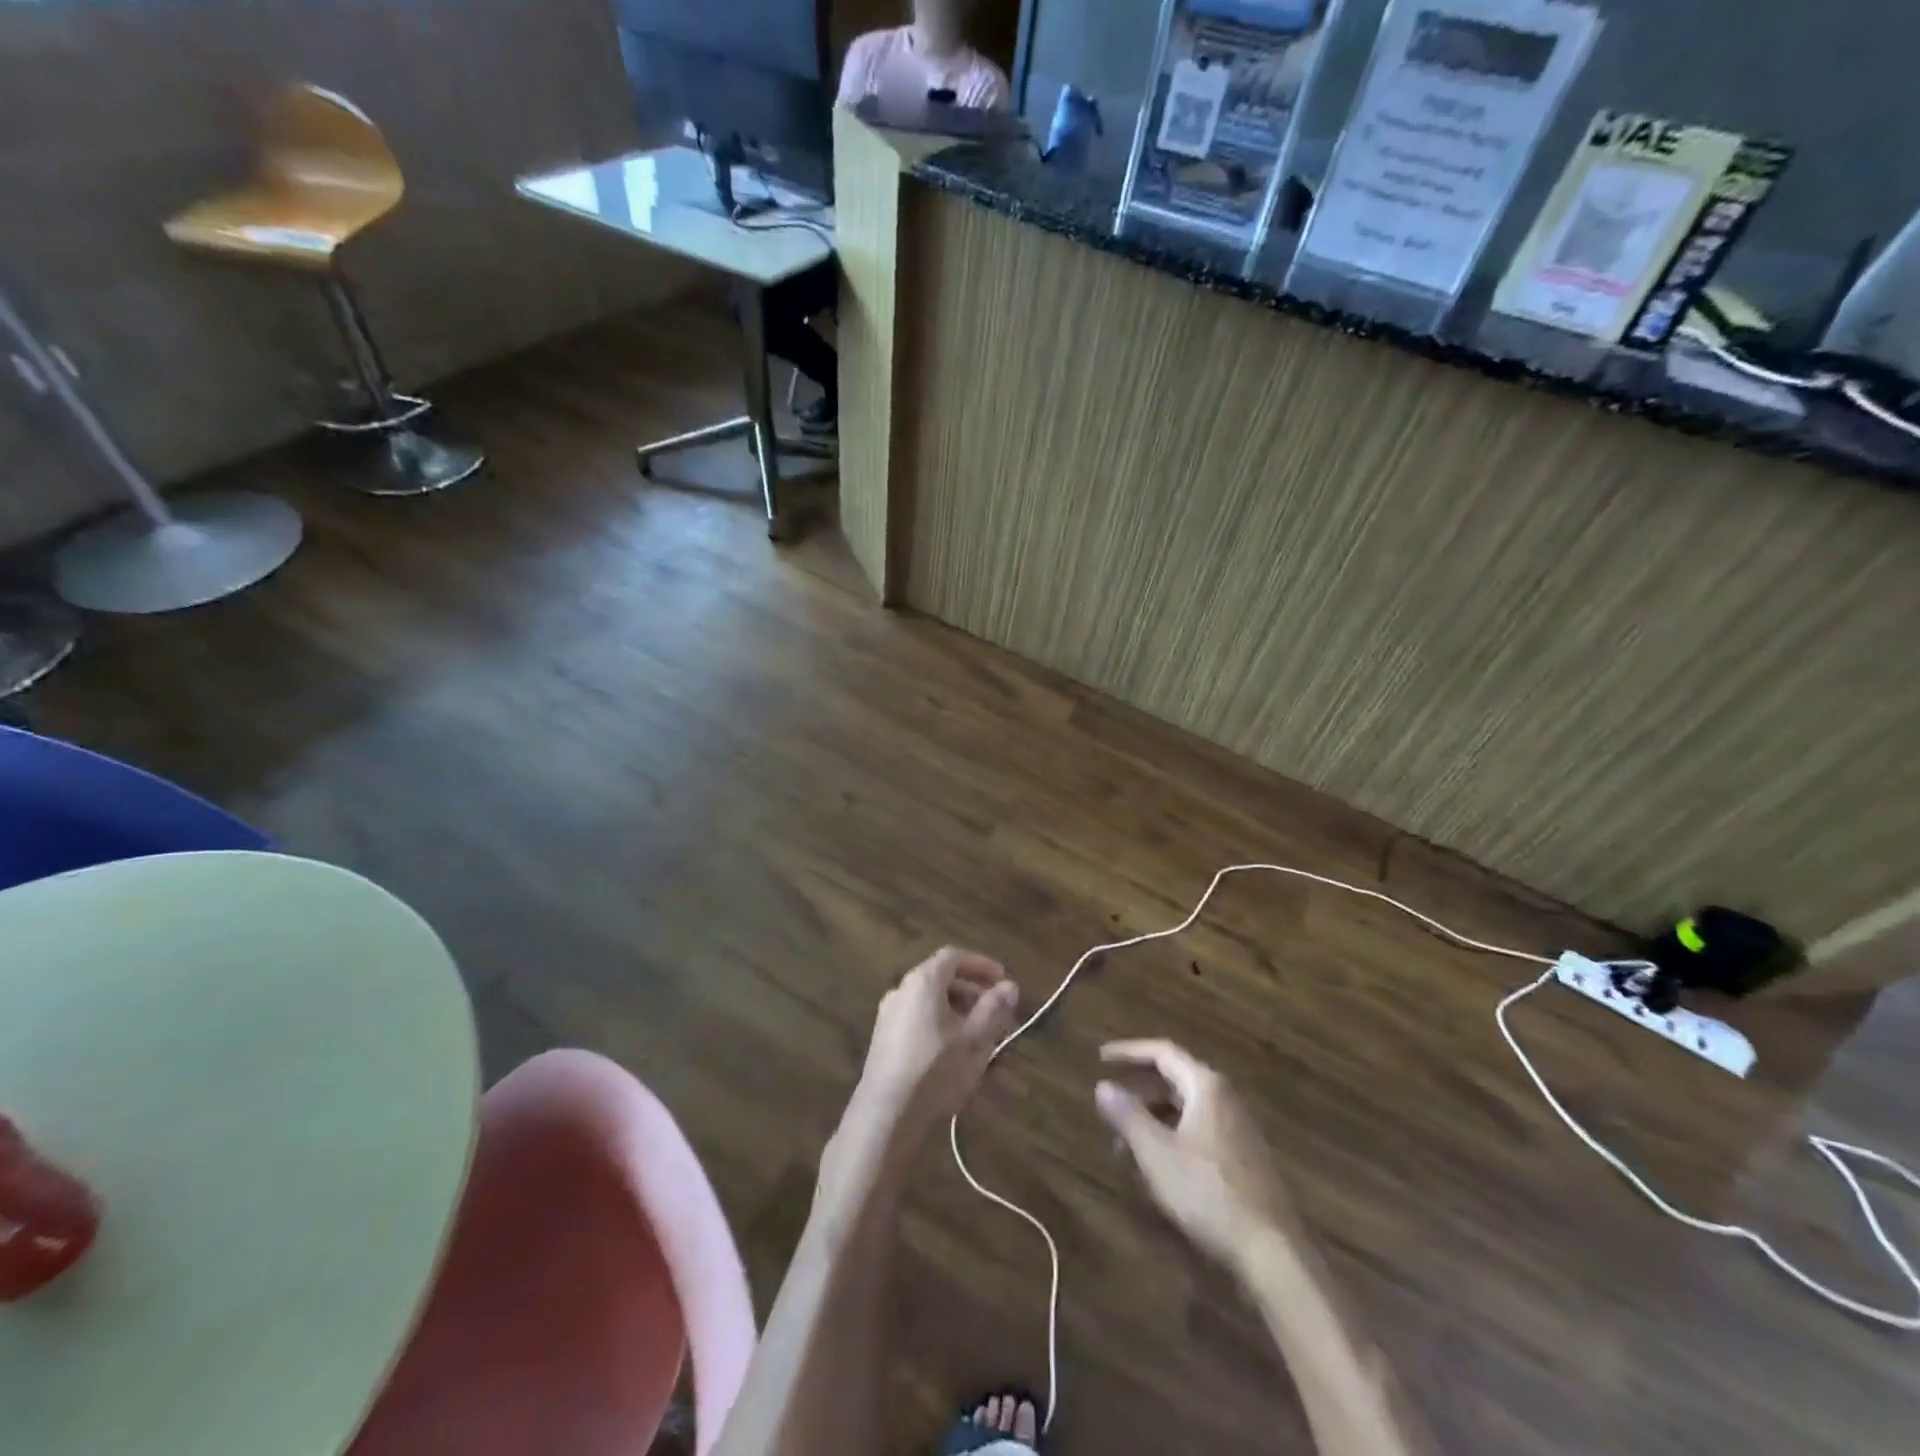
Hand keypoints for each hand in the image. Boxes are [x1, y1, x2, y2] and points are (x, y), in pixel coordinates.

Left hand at [840, 947, 1020, 1157]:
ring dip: (959, 1012)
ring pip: (931, 1003)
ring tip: (982, 1037)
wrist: (886, 1116)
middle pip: (942, 979)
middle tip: (998, 1013)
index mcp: (923, 982)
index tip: (1003, 981)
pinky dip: (941, 1026)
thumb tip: (1009, 986)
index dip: (981, 965)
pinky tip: (955, 1054)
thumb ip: (994, 1009)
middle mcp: (901, 990)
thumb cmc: (936, 1071)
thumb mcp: (975, 1040)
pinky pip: (918, 1021)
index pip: (954, 957)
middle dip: (973, 992)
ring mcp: (888, 1016)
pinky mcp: (883, 1041)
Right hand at [1096, 1039, 1292, 1270]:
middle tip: (1108, 1104)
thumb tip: (1102, 1086)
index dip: (1128, 1052)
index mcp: (1206, 1086)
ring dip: (1152, 1117)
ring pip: (1185, 1107)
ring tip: (1124, 1142)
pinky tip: (1155, 1164)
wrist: (1272, 1251)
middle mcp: (1224, 1097)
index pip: (1162, 1052)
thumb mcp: (1157, 1153)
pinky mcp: (1242, 1155)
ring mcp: (1237, 1127)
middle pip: (1174, 1078)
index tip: (1100, 1058)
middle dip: (1138, 1090)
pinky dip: (1170, 1134)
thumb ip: (1127, 1115)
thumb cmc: (1208, 1192)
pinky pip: (1197, 1129)